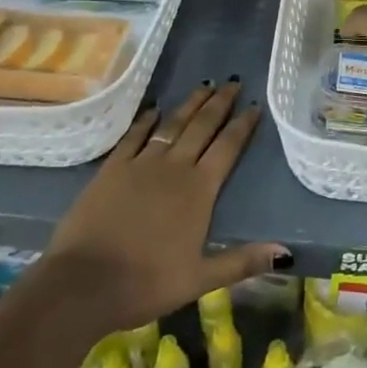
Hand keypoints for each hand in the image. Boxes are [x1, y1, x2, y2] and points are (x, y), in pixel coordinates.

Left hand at [47, 81, 289, 328]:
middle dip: (220, 103)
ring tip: (205, 85)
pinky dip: (146, 120)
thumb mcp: (199, 279)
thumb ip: (242, 261)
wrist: (81, 285)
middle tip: (233, 82)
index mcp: (199, 190)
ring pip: (172, 125)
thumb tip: (285, 252)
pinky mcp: (112, 169)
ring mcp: (141, 164)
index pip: (228, 148)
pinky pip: (134, 136)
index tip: (255, 106)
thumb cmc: (145, 284)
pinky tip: (155, 109)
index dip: (243, 126)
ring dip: (190, 104)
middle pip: (202, 126)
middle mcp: (175, 168)